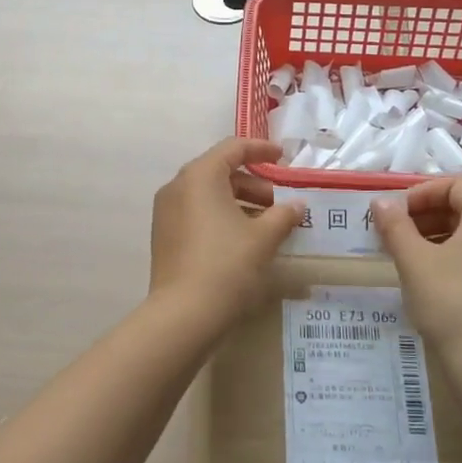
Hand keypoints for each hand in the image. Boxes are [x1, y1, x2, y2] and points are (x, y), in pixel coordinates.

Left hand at [149, 139, 305, 330]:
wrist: (184, 314)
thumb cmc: (227, 265)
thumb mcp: (263, 238)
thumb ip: (283, 215)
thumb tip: (297, 205)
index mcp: (200, 176)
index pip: (233, 148)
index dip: (261, 149)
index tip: (284, 157)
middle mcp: (178, 186)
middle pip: (220, 172)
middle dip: (254, 184)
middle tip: (281, 204)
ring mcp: (166, 212)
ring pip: (208, 195)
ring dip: (240, 203)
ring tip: (268, 225)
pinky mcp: (164, 236)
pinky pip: (197, 214)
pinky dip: (221, 218)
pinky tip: (244, 240)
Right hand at [372, 178, 461, 365]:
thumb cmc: (449, 302)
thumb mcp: (414, 260)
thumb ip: (396, 225)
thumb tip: (380, 202)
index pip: (458, 185)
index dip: (423, 192)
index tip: (397, 212)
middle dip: (427, 214)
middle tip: (396, 232)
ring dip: (437, 234)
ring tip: (406, 253)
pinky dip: (453, 255)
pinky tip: (428, 276)